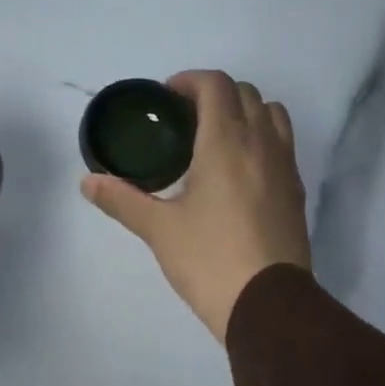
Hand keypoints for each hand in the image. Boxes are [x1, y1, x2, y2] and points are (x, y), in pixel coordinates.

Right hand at [81, 69, 310, 341]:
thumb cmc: (209, 260)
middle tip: (185, 120)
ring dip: (245, 112)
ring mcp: (286, 167)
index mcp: (226, 142)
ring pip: (272, 115)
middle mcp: (262, 144)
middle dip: (215, 95)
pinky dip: (262, 140)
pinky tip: (239, 174)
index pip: (216, 85)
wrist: (267, 304)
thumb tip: (87, 182)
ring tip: (216, 140)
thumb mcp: (159, 230)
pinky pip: (282, 146)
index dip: (189, 81)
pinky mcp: (297, 192)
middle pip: (246, 93)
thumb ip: (122, 199)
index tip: (167, 99)